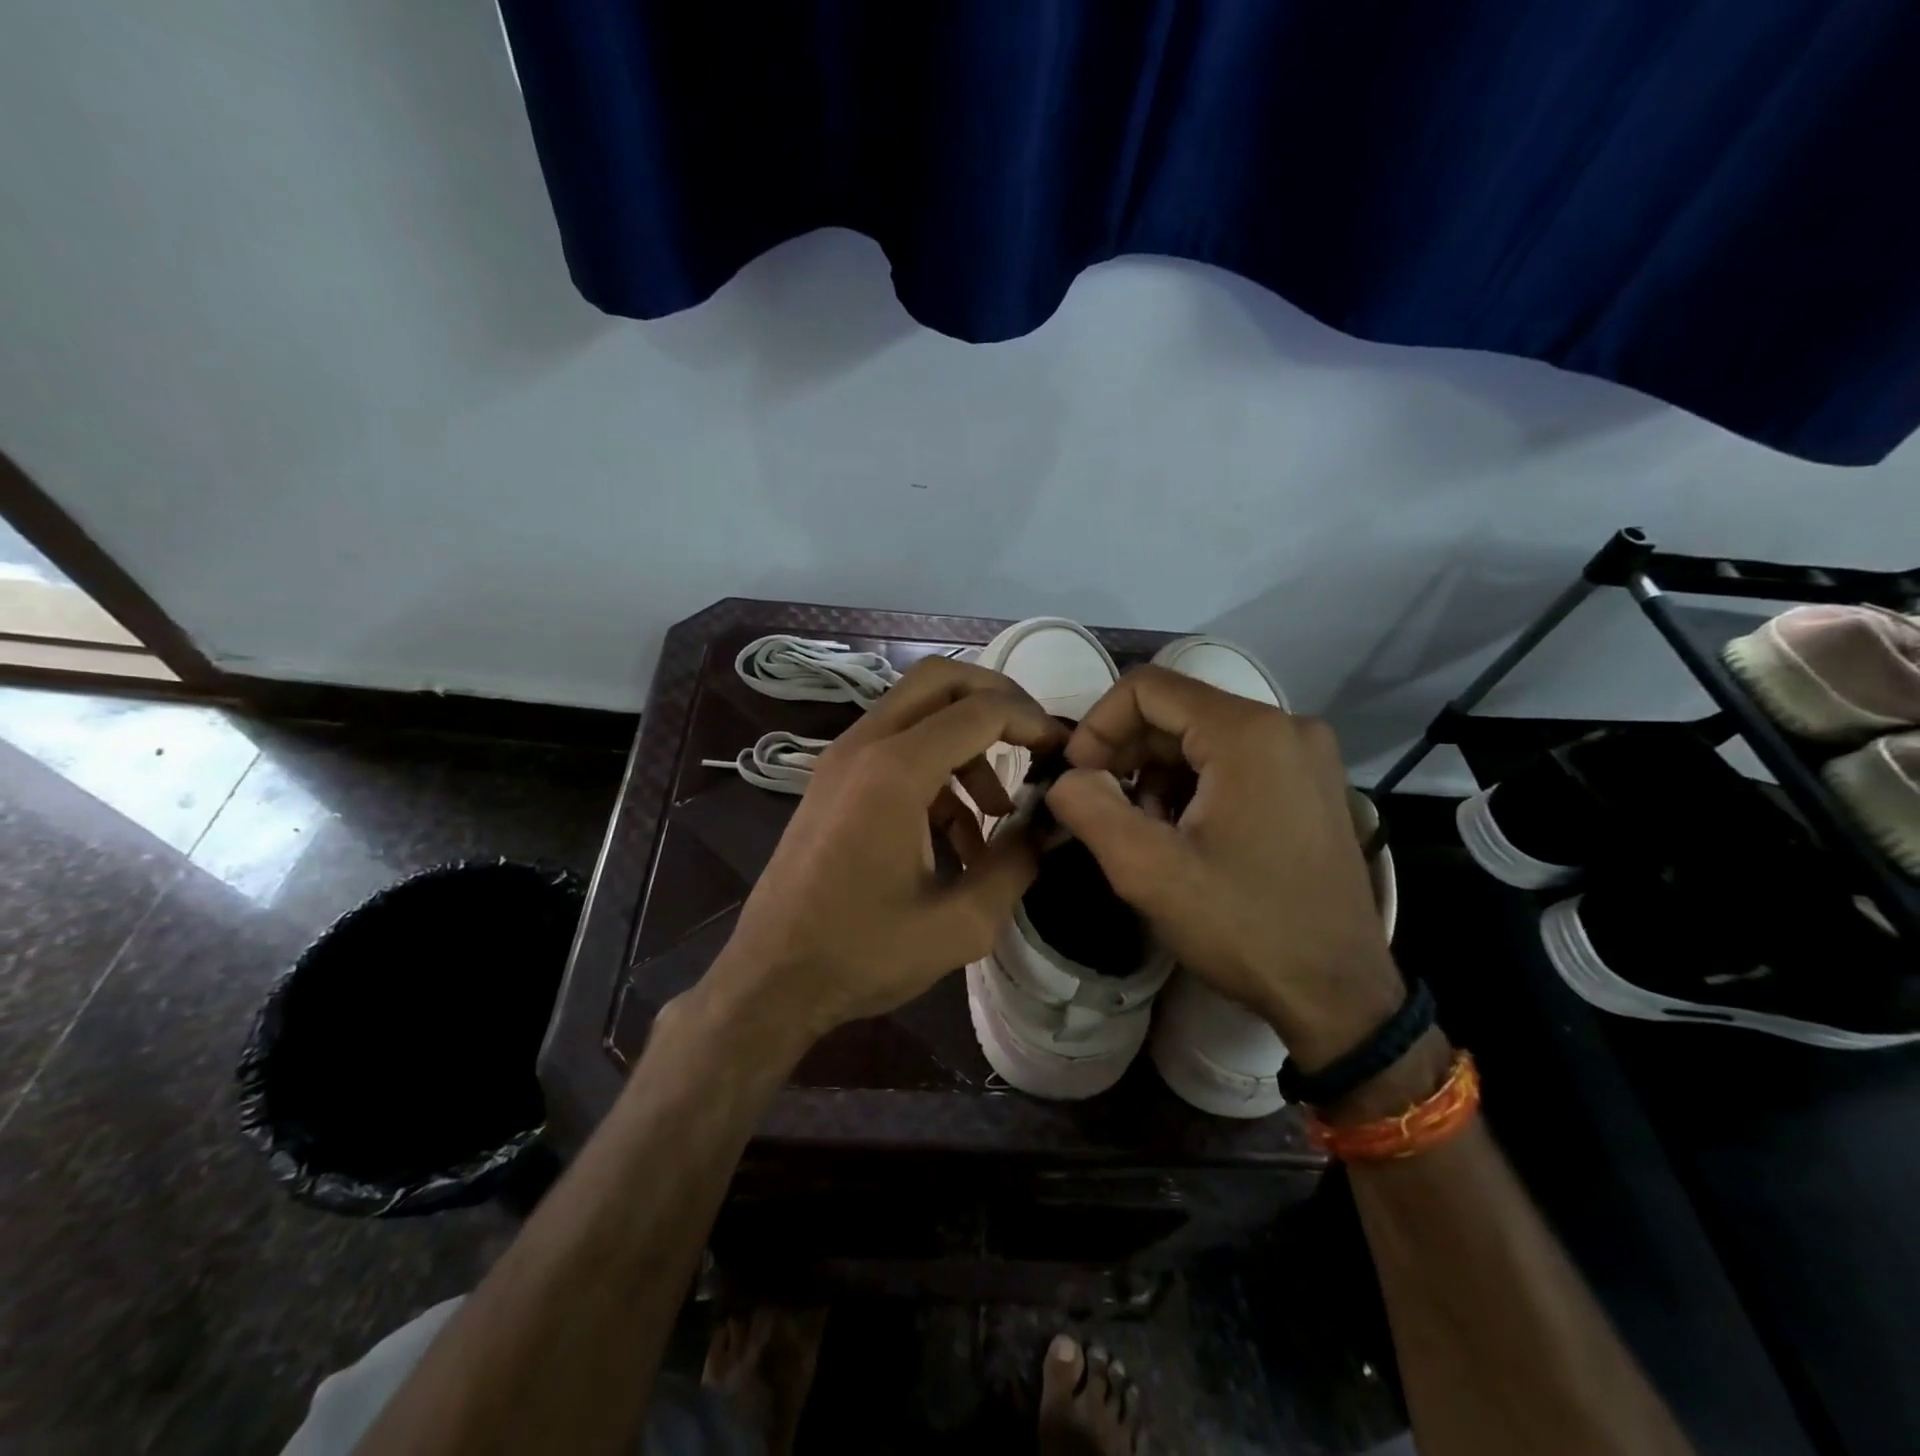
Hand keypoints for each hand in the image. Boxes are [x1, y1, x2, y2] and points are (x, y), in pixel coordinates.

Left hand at [712, 655, 1065, 1040]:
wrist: (771, 979)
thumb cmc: (862, 953)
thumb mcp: (959, 924)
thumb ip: (1015, 866)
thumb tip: (1048, 829)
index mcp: (895, 770)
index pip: (980, 710)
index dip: (1033, 722)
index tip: (1064, 753)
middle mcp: (864, 746)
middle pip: (940, 680)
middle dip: (997, 701)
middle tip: (1034, 743)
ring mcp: (842, 760)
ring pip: (918, 713)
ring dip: (967, 745)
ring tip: (998, 812)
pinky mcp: (834, 782)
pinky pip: (896, 749)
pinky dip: (937, 773)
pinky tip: (958, 839)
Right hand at [1044, 665, 1401, 1070]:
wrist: (1339, 994)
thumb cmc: (1243, 926)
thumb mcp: (1148, 870)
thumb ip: (1089, 807)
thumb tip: (1066, 778)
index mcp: (1248, 732)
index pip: (1146, 687)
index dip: (1098, 725)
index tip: (1077, 776)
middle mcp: (1285, 725)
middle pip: (1176, 710)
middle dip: (1126, 752)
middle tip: (1101, 807)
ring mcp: (1306, 754)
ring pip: (1202, 736)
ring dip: (1156, 772)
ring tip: (1143, 828)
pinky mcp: (1311, 783)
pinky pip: (1233, 760)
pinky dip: (1193, 784)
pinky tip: (1183, 833)